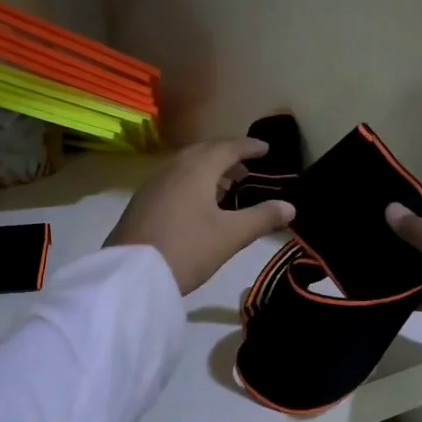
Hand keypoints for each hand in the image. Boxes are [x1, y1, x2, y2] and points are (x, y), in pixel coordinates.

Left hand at [107, 139, 295, 293]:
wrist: (131, 274)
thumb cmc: (187, 249)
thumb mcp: (230, 236)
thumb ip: (262, 218)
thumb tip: (290, 207)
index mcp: (197, 169)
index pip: (227, 147)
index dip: (249, 147)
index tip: (266, 149)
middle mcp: (173, 168)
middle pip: (204, 152)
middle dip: (228, 157)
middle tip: (247, 169)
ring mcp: (153, 185)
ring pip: (186, 166)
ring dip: (208, 171)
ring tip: (227, 187)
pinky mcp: (141, 203)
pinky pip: (173, 181)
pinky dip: (191, 183)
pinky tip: (197, 205)